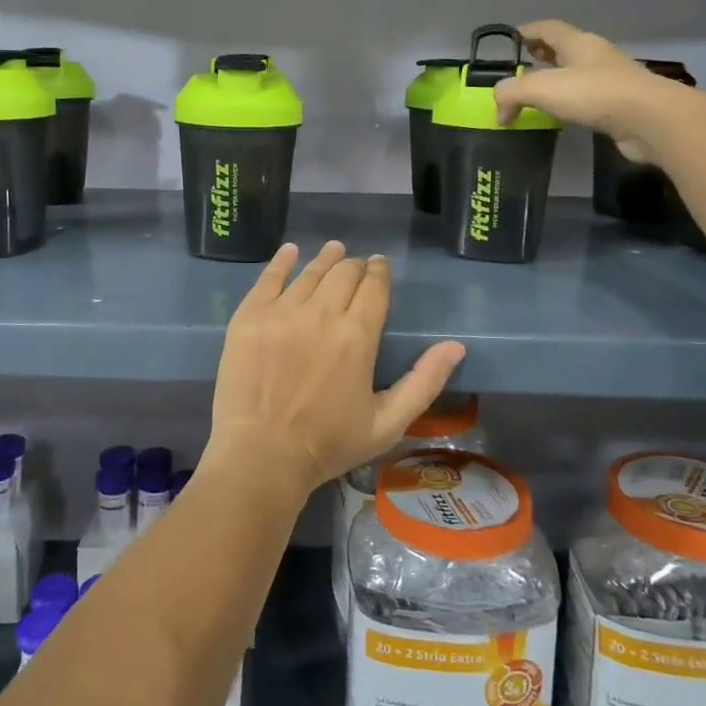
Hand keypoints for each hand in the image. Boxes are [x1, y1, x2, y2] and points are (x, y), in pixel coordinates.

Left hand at [206, 241, 466, 503]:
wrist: (260, 456)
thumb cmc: (327, 444)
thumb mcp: (387, 423)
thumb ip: (424, 382)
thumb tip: (455, 346)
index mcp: (357, 336)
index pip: (374, 287)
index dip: (379, 272)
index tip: (380, 266)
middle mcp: (321, 313)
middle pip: (343, 273)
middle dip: (355, 265)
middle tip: (357, 265)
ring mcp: (281, 312)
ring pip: (309, 272)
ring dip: (326, 259)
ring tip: (333, 250)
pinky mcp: (249, 316)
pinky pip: (268, 278)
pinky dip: (282, 261)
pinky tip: (290, 252)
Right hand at [495, 18, 694, 158]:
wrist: (651, 120)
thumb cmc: (595, 94)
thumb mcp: (541, 88)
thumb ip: (511, 93)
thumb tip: (499, 110)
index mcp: (578, 43)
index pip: (548, 28)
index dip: (529, 30)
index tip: (512, 37)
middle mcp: (596, 56)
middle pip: (564, 48)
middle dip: (543, 53)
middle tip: (523, 63)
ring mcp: (611, 80)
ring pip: (577, 73)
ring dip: (557, 79)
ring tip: (537, 93)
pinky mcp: (619, 105)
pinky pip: (587, 97)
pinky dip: (570, 101)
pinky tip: (560, 114)